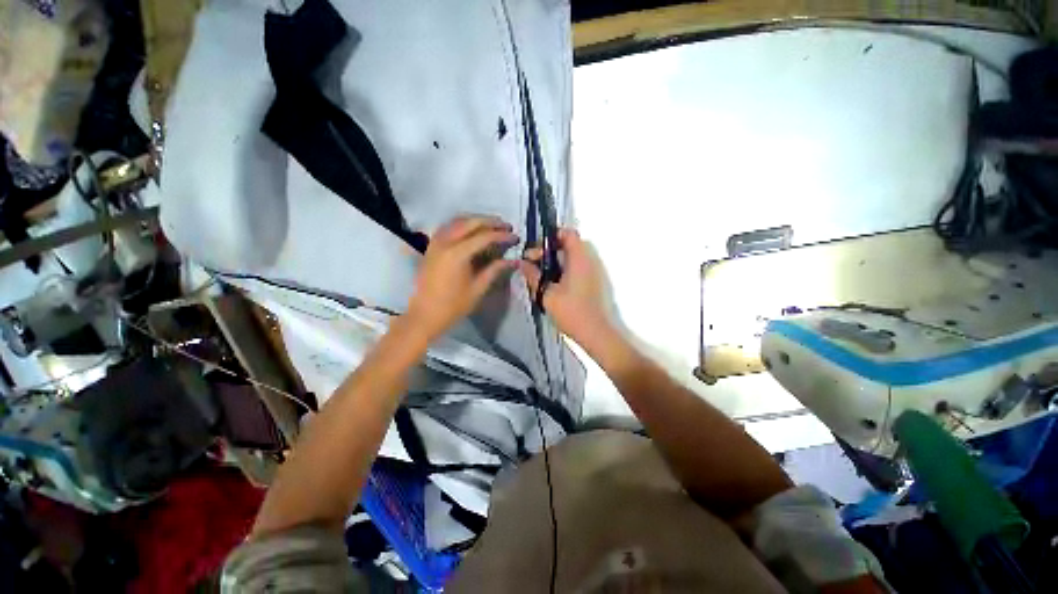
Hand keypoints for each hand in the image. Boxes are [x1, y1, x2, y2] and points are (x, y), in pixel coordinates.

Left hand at [405, 216, 519, 340]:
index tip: (516, 237)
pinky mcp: (431, 246)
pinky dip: (462, 224)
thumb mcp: (478, 288)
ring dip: (476, 220)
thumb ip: (495, 270)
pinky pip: (448, 226)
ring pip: (458, 221)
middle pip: (471, 222)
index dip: (502, 236)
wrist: (425, 315)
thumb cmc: (454, 305)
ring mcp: (435, 242)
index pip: (484, 236)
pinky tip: (471, 229)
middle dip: (491, 222)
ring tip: (492, 225)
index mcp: (457, 254)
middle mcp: (445, 242)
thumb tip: (514, 260)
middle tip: (506, 226)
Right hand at [521, 228, 613, 348]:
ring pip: (574, 257)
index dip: (551, 237)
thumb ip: (533, 276)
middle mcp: (590, 260)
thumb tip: (522, 263)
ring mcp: (595, 271)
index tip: (537, 250)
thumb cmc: (572, 312)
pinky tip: (554, 285)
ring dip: (557, 262)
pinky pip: (579, 267)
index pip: (568, 233)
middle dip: (550, 251)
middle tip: (535, 264)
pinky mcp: (596, 282)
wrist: (597, 333)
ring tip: (542, 276)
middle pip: (569, 245)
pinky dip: (566, 270)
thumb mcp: (546, 294)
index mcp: (579, 258)